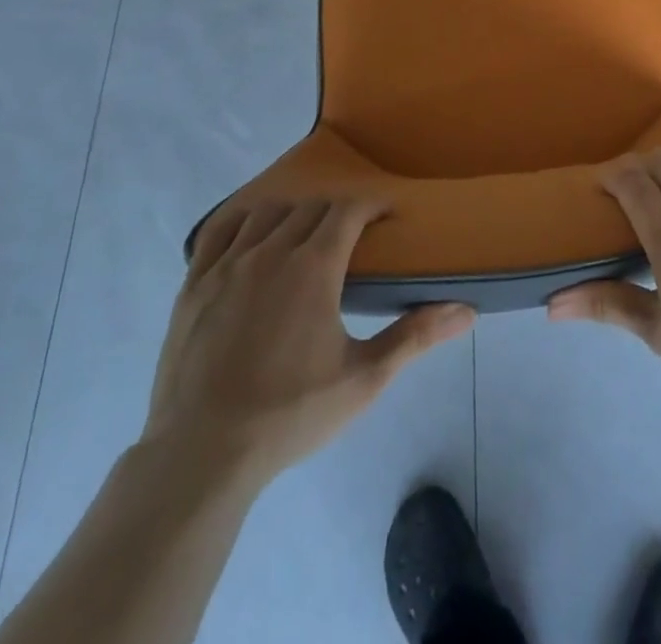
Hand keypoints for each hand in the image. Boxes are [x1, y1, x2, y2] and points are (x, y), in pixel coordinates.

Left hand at [145, 197, 474, 479]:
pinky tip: (251, 239)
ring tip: (304, 237)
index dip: (372, 204)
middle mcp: (271, 251)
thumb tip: (466, 311)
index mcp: (314, 266)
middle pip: (311, 208)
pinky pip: (219, 232)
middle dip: (337, 212)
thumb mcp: (363, 379)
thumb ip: (414, 337)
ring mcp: (226, 265)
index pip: (348, 209)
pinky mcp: (193, 285)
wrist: (201, 456)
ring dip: (293, 215)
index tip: (386, 214)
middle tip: (353, 235)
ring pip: (267, 213)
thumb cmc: (290, 415)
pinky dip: (242, 223)